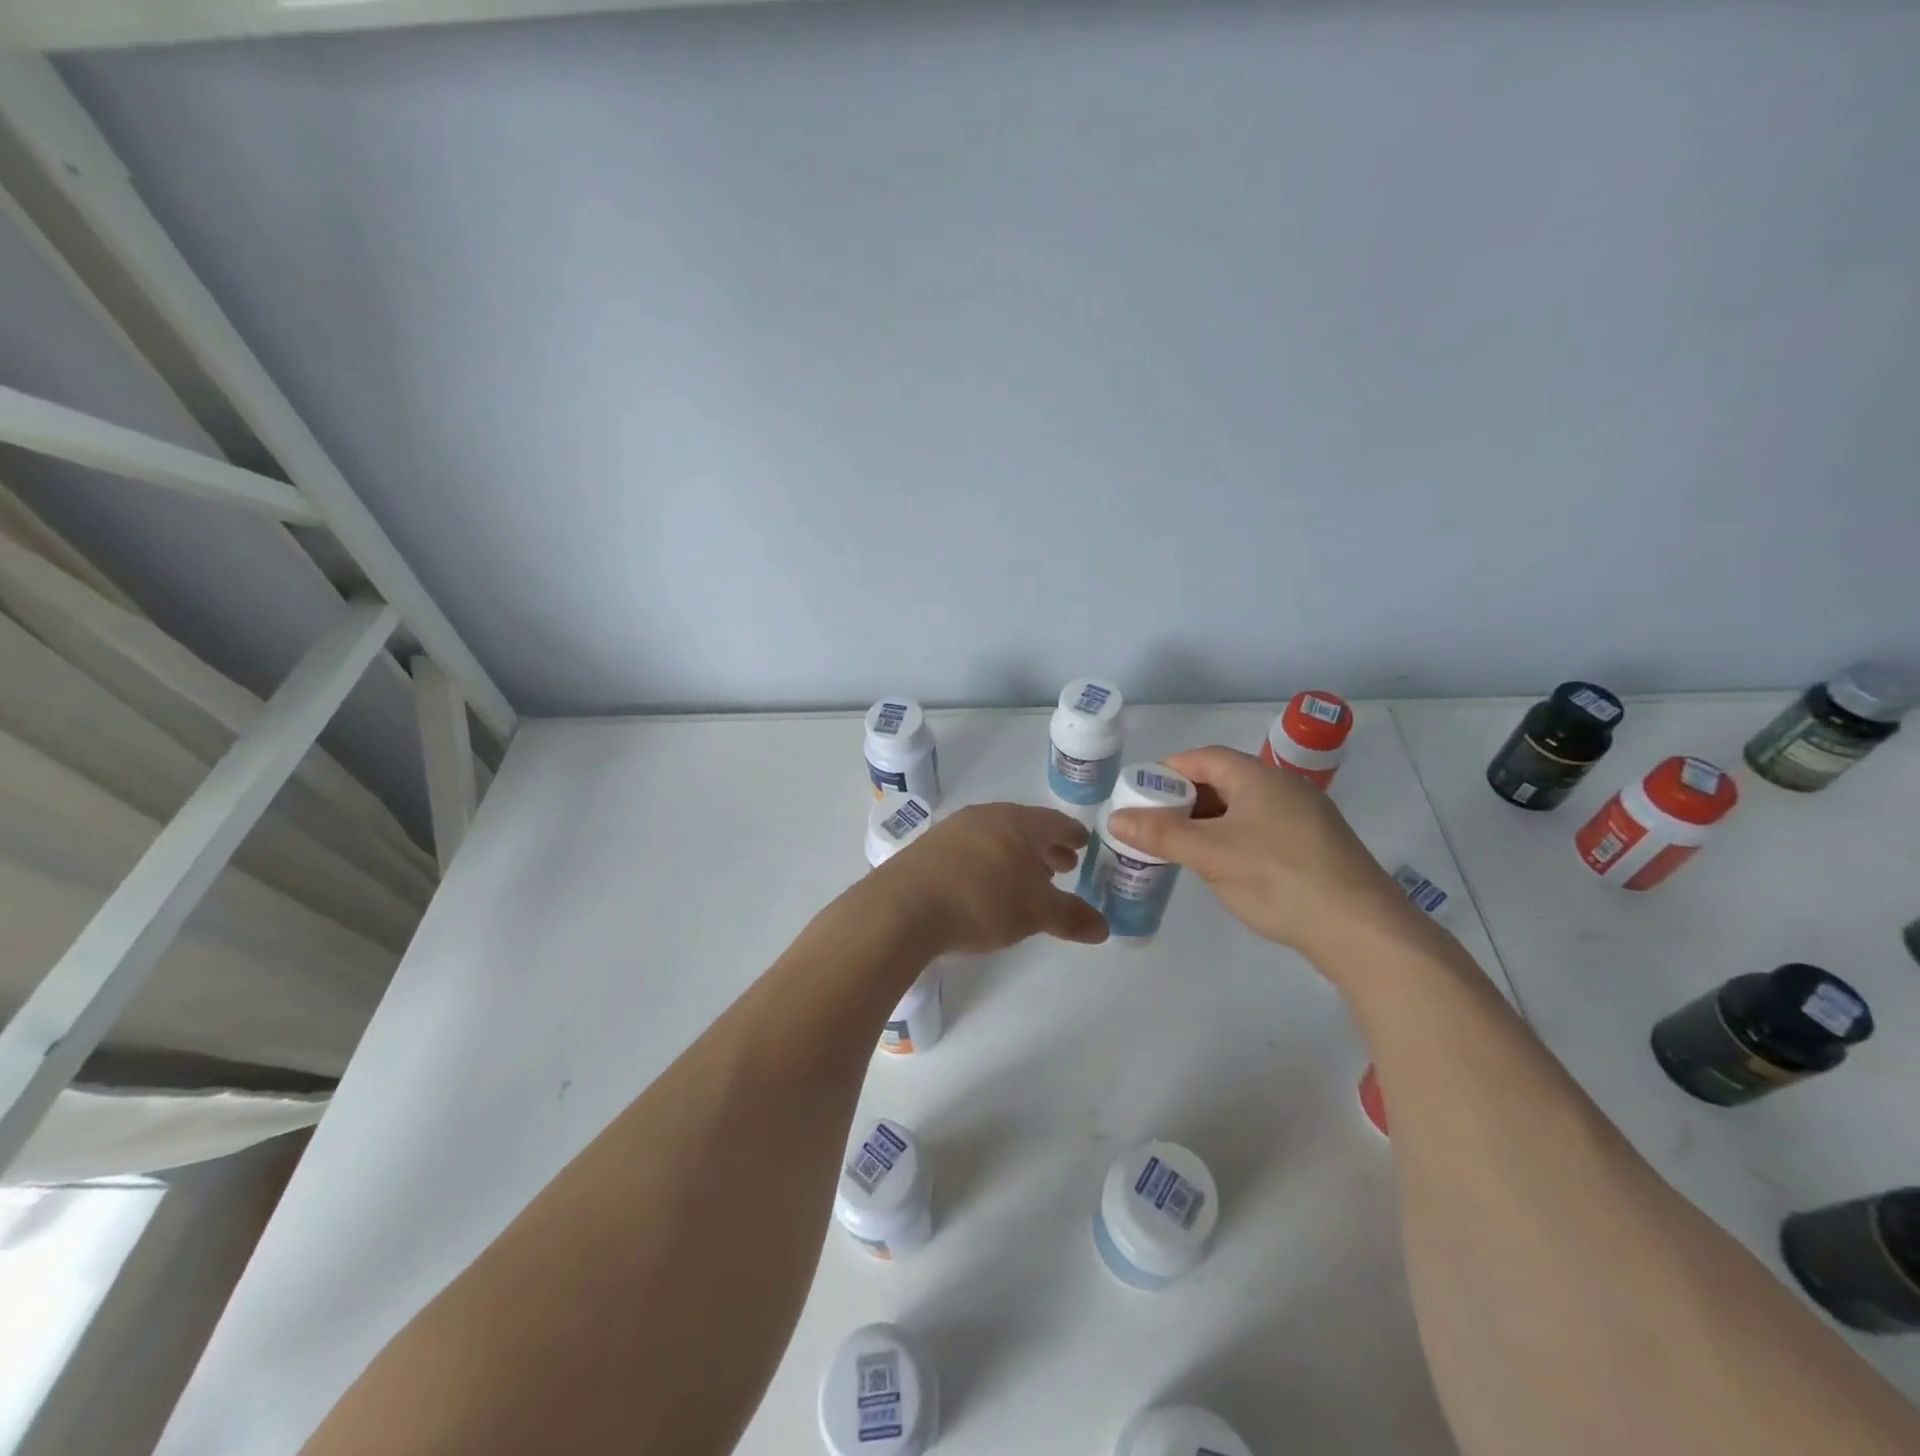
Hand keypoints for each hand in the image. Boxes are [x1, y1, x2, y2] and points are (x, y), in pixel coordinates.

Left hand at [876, 803, 1109, 953]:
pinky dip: (989, 863)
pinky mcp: (928, 849)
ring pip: (996, 838)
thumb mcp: (1034, 913)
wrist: (903, 907)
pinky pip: (971, 850)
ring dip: (1016, 856)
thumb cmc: (981, 901)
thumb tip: (1105, 927)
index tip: (1084, 843)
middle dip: (1046, 847)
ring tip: (1027, 878)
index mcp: (1017, 822)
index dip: (1072, 835)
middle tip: (1063, 865)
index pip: (1055, 822)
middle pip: (1025, 828)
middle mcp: (985, 816)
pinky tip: (986, 886)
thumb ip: (1071, 917)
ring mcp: (953, 829)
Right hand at [1106, 746, 1409, 955]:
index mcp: (1258, 777)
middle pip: (1222, 780)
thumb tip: (1115, 817)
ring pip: (1242, 807)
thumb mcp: (1210, 855)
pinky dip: (1233, 838)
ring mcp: (1304, 816)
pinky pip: (1261, 828)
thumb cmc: (1278, 879)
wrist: (1362, 930)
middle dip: (1184, 800)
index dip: (1167, 771)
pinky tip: (1224, 867)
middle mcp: (1283, 786)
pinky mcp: (1315, 845)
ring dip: (1207, 822)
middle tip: (1154, 826)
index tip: (1139, 795)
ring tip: (1181, 849)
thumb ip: (1161, 834)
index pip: (1203, 757)